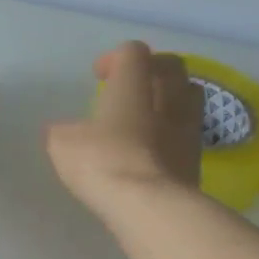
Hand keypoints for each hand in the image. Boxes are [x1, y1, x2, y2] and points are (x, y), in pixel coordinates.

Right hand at [46, 41, 202, 218]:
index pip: (133, 53)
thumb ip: (63, 132)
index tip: (99, 76)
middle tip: (132, 87)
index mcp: (133, 86)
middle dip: (151, 70)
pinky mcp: (197, 159)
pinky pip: (189, 132)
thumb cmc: (103, 163)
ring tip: (149, 115)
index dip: (116, 58)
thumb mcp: (64, 146)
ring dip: (171, 98)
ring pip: (190, 96)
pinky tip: (155, 149)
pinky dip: (174, 132)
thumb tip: (62, 130)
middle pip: (171, 67)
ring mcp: (188, 128)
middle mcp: (168, 98)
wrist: (150, 206)